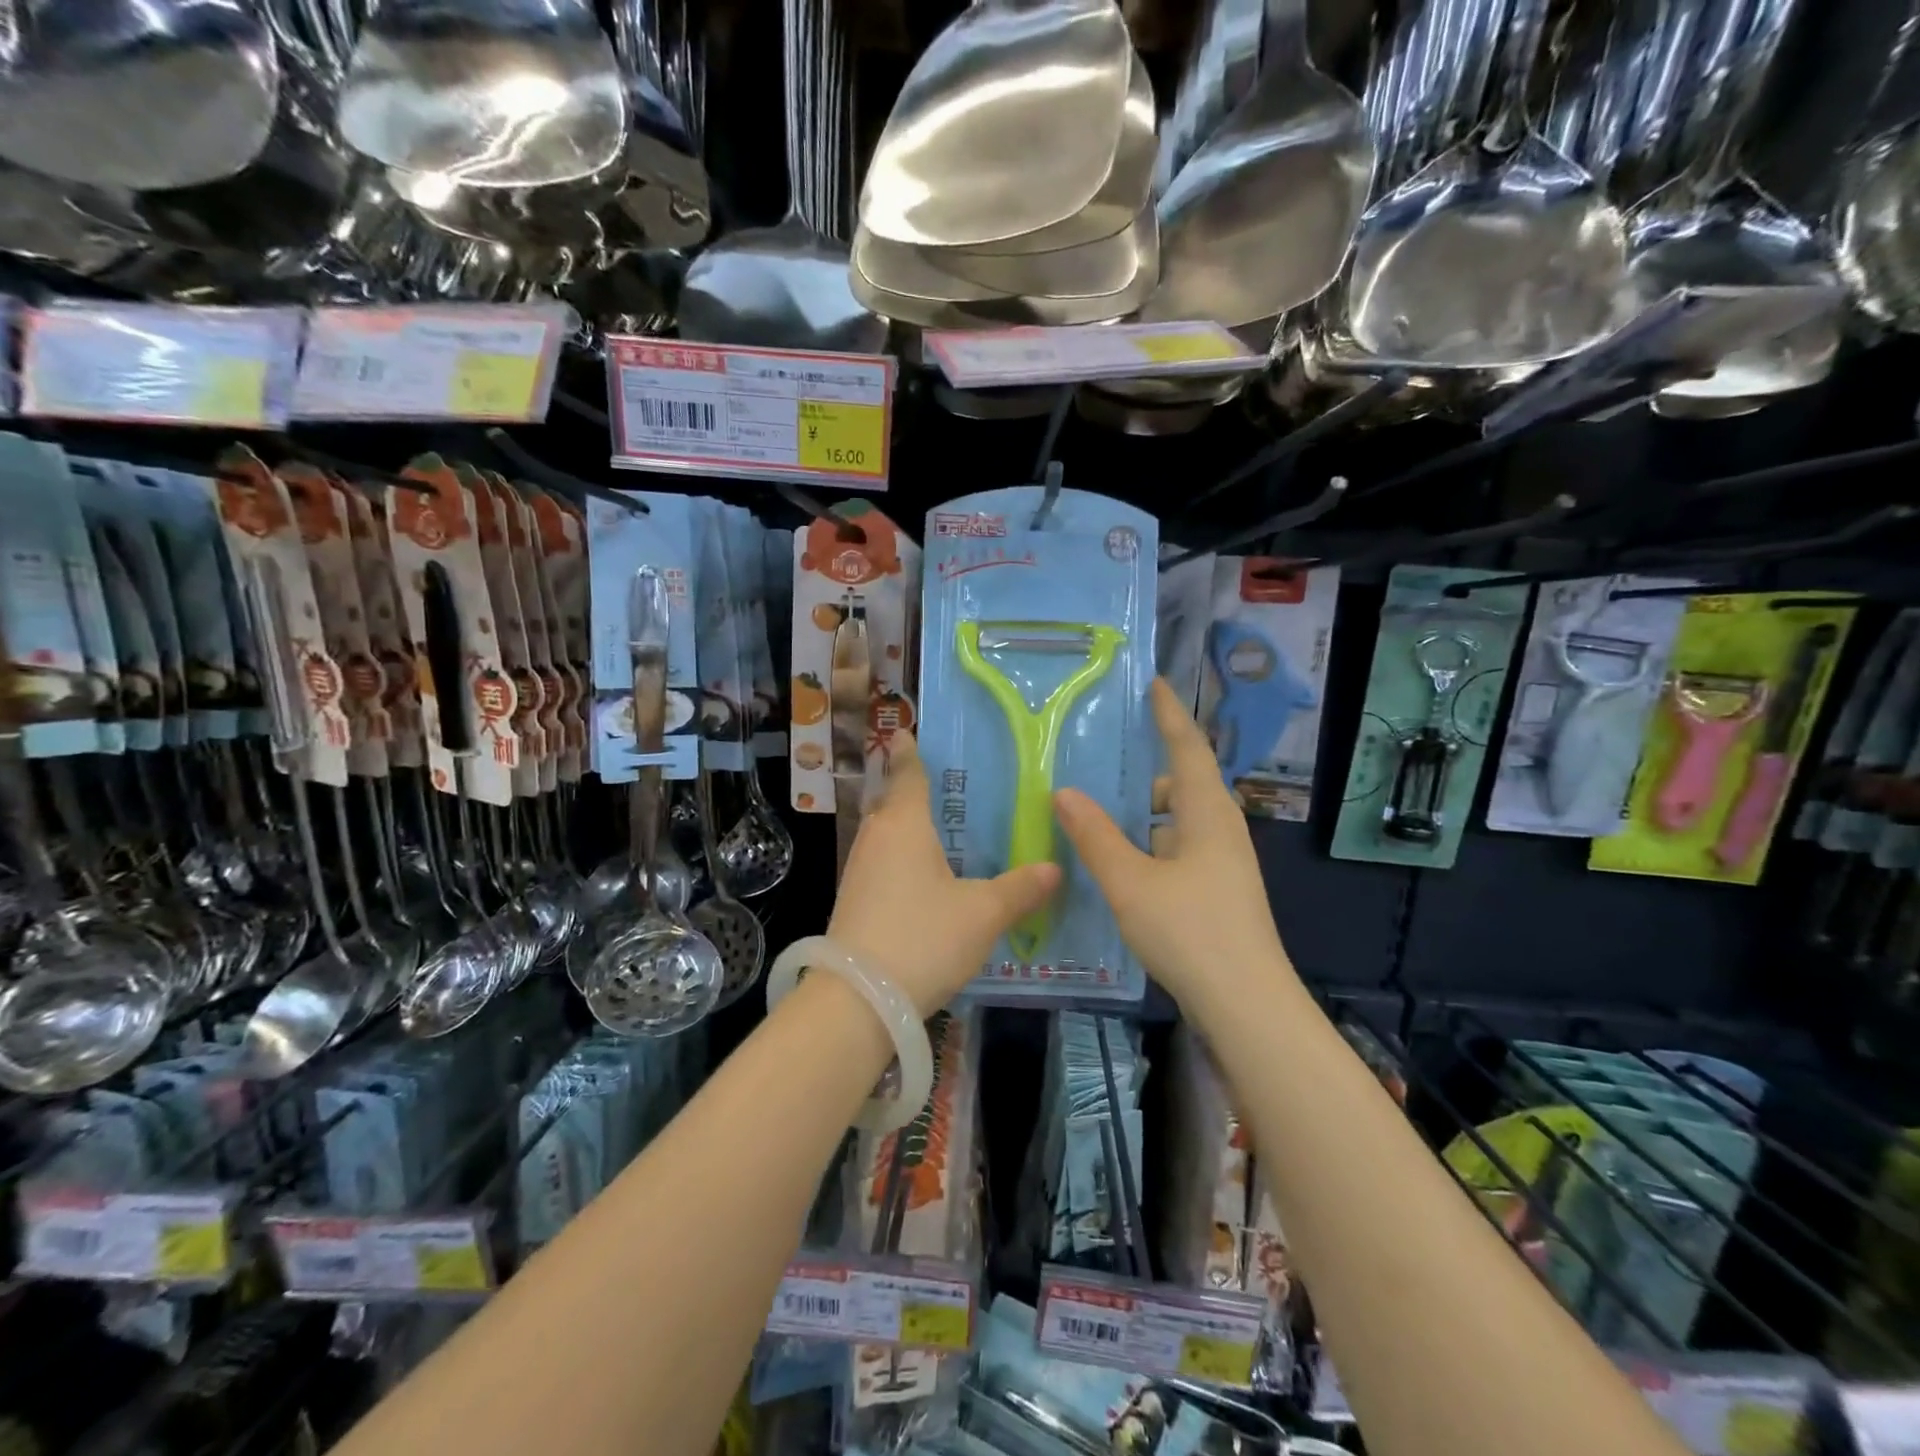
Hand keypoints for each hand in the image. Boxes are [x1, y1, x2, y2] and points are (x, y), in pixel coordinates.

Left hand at [830, 731, 1059, 1016]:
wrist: (857, 1001)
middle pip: (893, 803)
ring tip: (943, 833)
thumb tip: (1053, 869)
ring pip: (887, 837)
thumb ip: (1019, 889)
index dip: (909, 751)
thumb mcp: (982, 914)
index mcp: (904, 824)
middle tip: (950, 788)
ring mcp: (859, 871)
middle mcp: (876, 838)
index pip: (907, 773)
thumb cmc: (923, 938)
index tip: (907, 731)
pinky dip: (903, 861)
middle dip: (914, 792)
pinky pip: (882, 865)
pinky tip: (925, 880)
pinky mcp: (853, 902)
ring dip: (909, 830)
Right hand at [1054, 679, 1293, 1016]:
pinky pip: (1179, 849)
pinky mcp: (1218, 891)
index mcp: (1208, 814)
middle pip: (1185, 784)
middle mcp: (1221, 830)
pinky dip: (1150, 843)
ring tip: (1099, 812)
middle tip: (1103, 760)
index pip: (1189, 748)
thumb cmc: (1191, 932)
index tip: (1155, 684)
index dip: (1170, 715)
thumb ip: (1095, 836)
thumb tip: (1064, 792)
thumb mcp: (1130, 881)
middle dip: (1148, 770)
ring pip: (1180, 821)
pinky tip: (1120, 861)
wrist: (1246, 1005)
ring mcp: (1223, 864)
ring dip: (1145, 813)